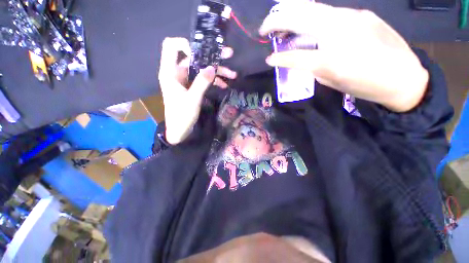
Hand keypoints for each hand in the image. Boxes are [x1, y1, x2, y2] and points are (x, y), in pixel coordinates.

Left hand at [158, 37, 236, 144]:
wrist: (180, 130)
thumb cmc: (182, 116)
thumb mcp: (193, 99)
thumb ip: (201, 83)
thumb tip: (212, 68)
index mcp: (170, 72)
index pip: (172, 46)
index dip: (186, 44)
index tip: (202, 54)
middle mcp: (177, 73)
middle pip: (194, 57)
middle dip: (211, 57)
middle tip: (228, 55)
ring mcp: (186, 80)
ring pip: (202, 69)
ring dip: (217, 71)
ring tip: (233, 75)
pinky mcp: (192, 87)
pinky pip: (203, 79)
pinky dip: (214, 81)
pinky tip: (224, 85)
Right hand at [259, 3, 428, 111]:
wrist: (403, 77)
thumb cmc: (364, 85)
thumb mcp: (330, 80)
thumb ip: (308, 66)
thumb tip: (293, 57)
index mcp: (330, 57)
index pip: (295, 55)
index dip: (279, 57)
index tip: (268, 59)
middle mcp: (339, 29)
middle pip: (300, 16)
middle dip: (277, 19)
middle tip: (266, 28)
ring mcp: (352, 16)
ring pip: (314, 9)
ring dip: (293, 15)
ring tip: (282, 26)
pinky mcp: (361, 14)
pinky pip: (329, 13)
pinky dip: (312, 19)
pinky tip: (308, 27)